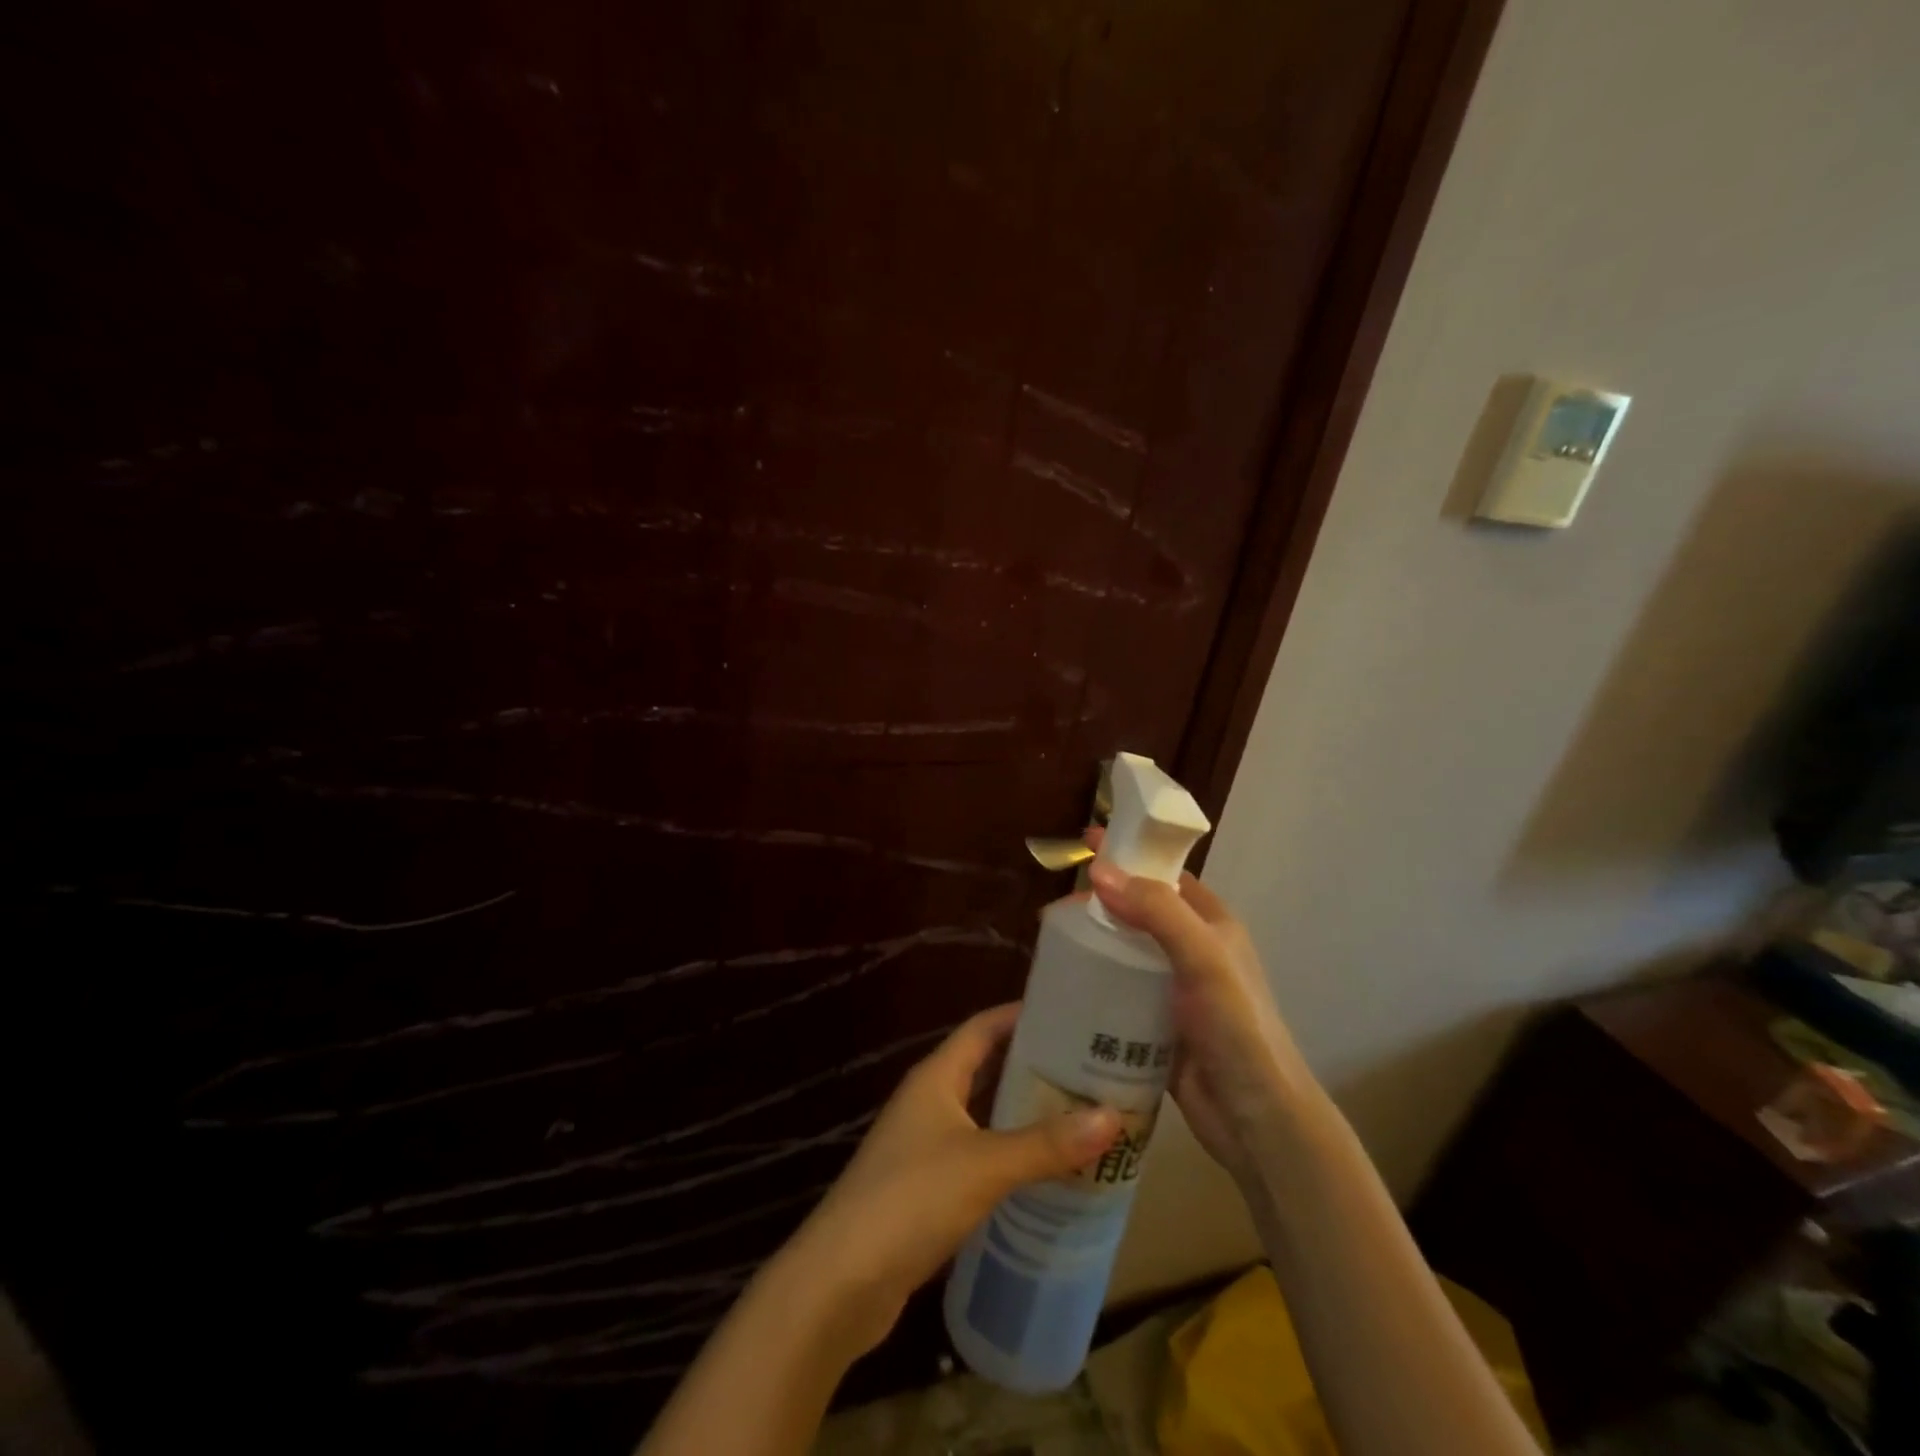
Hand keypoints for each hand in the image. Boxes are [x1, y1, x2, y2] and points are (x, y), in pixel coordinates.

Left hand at [777, 1003, 1120, 1357]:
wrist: (841, 1281)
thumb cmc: (911, 1199)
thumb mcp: (985, 1165)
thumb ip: (1047, 1143)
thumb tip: (1112, 1116)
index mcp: (936, 1077)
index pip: (983, 1027)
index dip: (1021, 1015)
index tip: (1069, 1013)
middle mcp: (929, 1101)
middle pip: (986, 1069)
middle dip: (1033, 1067)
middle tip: (1088, 1069)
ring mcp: (925, 1145)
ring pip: (984, 1115)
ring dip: (1024, 1114)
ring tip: (1079, 1115)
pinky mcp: (927, 1188)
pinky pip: (979, 1156)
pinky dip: (1010, 1156)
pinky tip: (1045, 1171)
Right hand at [1085, 856, 1309, 1184]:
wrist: (1256, 1120)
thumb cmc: (1237, 1028)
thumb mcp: (1203, 957)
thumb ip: (1157, 910)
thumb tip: (1100, 871)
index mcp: (1212, 925)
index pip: (1166, 876)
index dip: (1130, 857)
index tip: (1087, 843)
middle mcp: (1193, 952)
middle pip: (1139, 914)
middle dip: (1100, 905)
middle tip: (1055, 909)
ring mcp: (1173, 992)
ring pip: (1125, 956)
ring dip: (1093, 946)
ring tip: (1051, 946)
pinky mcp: (1155, 1028)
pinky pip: (1118, 997)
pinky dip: (1095, 987)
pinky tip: (1065, 990)